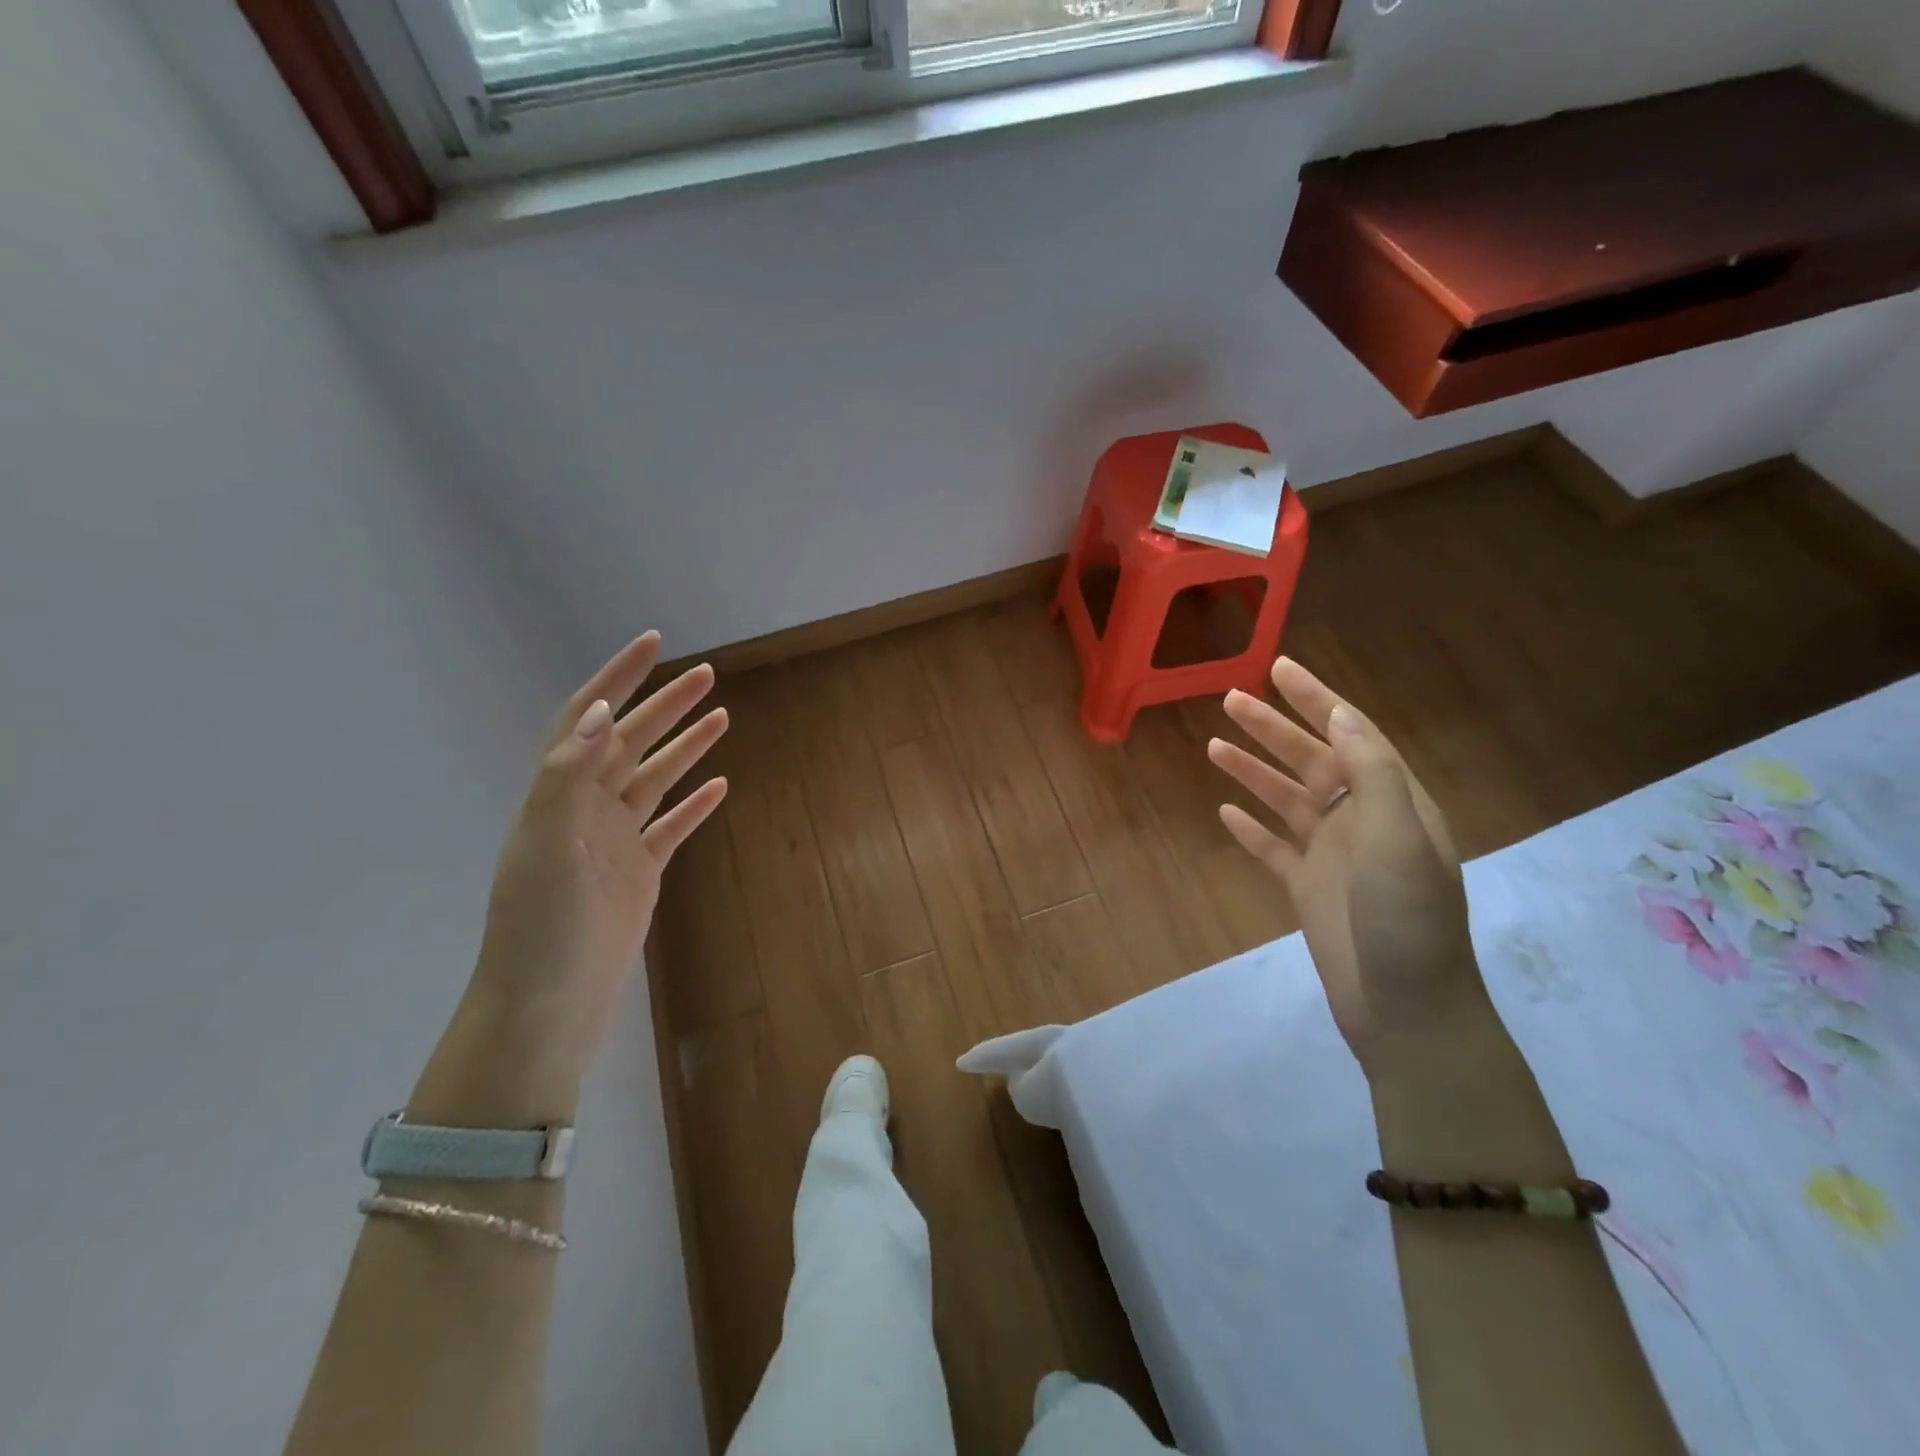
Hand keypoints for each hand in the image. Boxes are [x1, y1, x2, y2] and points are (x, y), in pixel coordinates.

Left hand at [449, 634, 727, 1109]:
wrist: (549, 1002)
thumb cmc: (540, 923)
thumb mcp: (545, 844)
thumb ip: (567, 776)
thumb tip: (601, 711)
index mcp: (558, 794)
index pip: (588, 719)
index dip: (618, 678)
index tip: (654, 643)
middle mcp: (585, 808)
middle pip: (631, 742)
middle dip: (667, 705)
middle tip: (708, 676)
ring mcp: (614, 840)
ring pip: (656, 779)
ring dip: (686, 747)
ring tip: (722, 717)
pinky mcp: (639, 871)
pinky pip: (672, 826)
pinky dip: (695, 804)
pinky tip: (720, 786)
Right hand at [1207, 658, 1486, 1077]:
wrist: (1406, 1011)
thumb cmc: (1407, 922)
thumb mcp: (1400, 840)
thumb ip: (1372, 774)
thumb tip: (1341, 714)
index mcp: (1393, 803)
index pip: (1351, 734)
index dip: (1316, 699)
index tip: (1279, 668)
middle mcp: (1362, 821)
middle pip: (1311, 760)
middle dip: (1273, 728)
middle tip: (1230, 699)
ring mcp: (1332, 856)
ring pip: (1286, 800)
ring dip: (1253, 771)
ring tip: (1213, 745)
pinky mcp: (1307, 889)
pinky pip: (1272, 848)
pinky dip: (1250, 828)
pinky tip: (1224, 812)